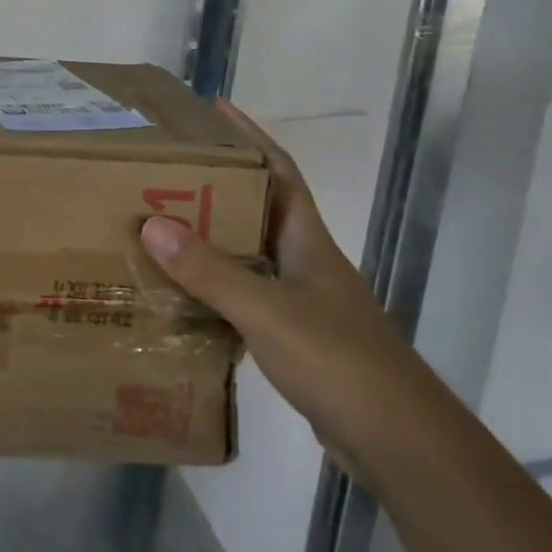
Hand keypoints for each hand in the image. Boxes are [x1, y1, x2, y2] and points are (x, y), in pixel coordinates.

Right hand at [138, 99, 431, 477]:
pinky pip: (247, 297)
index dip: (251, 136)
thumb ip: (211, 270)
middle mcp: (306, 263)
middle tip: (166, 172)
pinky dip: (217, 288)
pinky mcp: (296, 340)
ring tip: (163, 226)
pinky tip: (186, 296)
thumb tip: (151, 224)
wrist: (400, 443)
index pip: (280, 170)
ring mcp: (304, 303)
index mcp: (307, 241)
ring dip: (214, 238)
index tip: (214, 109)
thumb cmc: (338, 361)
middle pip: (260, 208)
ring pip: (251, 255)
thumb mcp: (268, 311)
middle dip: (218, 184)